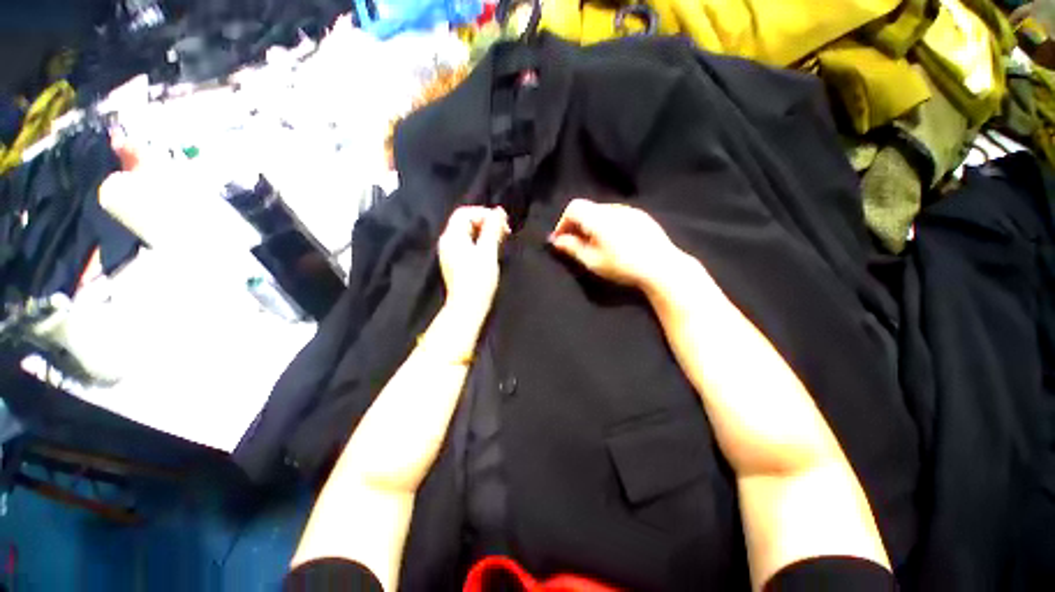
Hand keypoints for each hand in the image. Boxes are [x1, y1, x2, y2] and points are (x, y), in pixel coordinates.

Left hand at [438, 206, 509, 313]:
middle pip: (465, 222)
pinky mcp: (456, 263)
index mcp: (452, 237)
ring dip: (485, 233)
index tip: (501, 222)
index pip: (465, 213)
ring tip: (501, 240)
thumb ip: (493, 229)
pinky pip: (468, 245)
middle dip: (486, 222)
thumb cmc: (478, 279)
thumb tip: (499, 211)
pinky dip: (480, 242)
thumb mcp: (488, 251)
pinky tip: (492, 250)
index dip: (484, 213)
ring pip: (468, 234)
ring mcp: (450, 253)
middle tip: (504, 231)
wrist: (468, 306)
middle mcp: (448, 242)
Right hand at [549, 199, 684, 291]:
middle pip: (588, 209)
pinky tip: (614, 242)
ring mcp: (630, 210)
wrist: (662, 267)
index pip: (574, 207)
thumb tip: (557, 240)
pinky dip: (607, 225)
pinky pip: (617, 215)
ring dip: (592, 225)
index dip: (563, 222)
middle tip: (575, 245)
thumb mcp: (593, 261)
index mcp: (599, 217)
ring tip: (594, 245)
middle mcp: (613, 208)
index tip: (561, 240)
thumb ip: (572, 248)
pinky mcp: (642, 217)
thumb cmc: (623, 266)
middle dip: (577, 225)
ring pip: (602, 212)